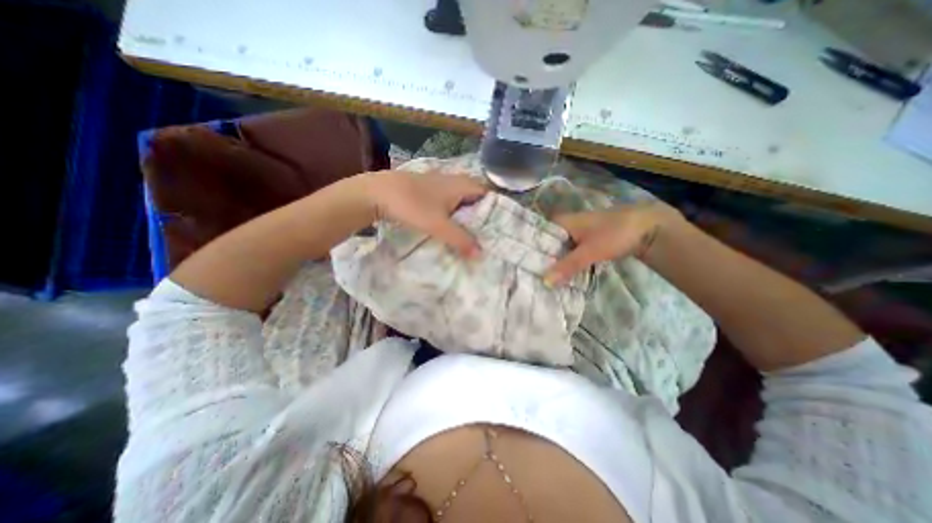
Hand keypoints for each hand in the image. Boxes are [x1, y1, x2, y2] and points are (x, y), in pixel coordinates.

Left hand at [359, 171, 488, 259]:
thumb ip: (460, 239)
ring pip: (462, 200)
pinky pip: (449, 202)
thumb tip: (480, 254)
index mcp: (462, 185)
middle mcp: (454, 181)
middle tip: (488, 235)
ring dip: (467, 215)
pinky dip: (454, 214)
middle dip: (482, 215)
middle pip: (476, 198)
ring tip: (473, 234)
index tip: (500, 227)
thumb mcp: (438, 225)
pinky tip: (451, 226)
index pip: (488, 194)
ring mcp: (440, 185)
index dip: (496, 209)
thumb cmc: (412, 205)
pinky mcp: (429, 191)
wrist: (377, 193)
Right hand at [540, 203, 682, 286]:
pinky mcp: (587, 240)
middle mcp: (567, 224)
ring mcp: (577, 232)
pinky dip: (565, 261)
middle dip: (540, 256)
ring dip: (552, 260)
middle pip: (547, 241)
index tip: (519, 261)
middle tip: (527, 272)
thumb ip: (566, 266)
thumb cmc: (614, 234)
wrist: (648, 227)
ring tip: (539, 275)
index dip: (528, 246)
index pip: (537, 232)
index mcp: (563, 221)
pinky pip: (570, 251)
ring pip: (559, 247)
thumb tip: (544, 282)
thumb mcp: (589, 252)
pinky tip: (559, 272)